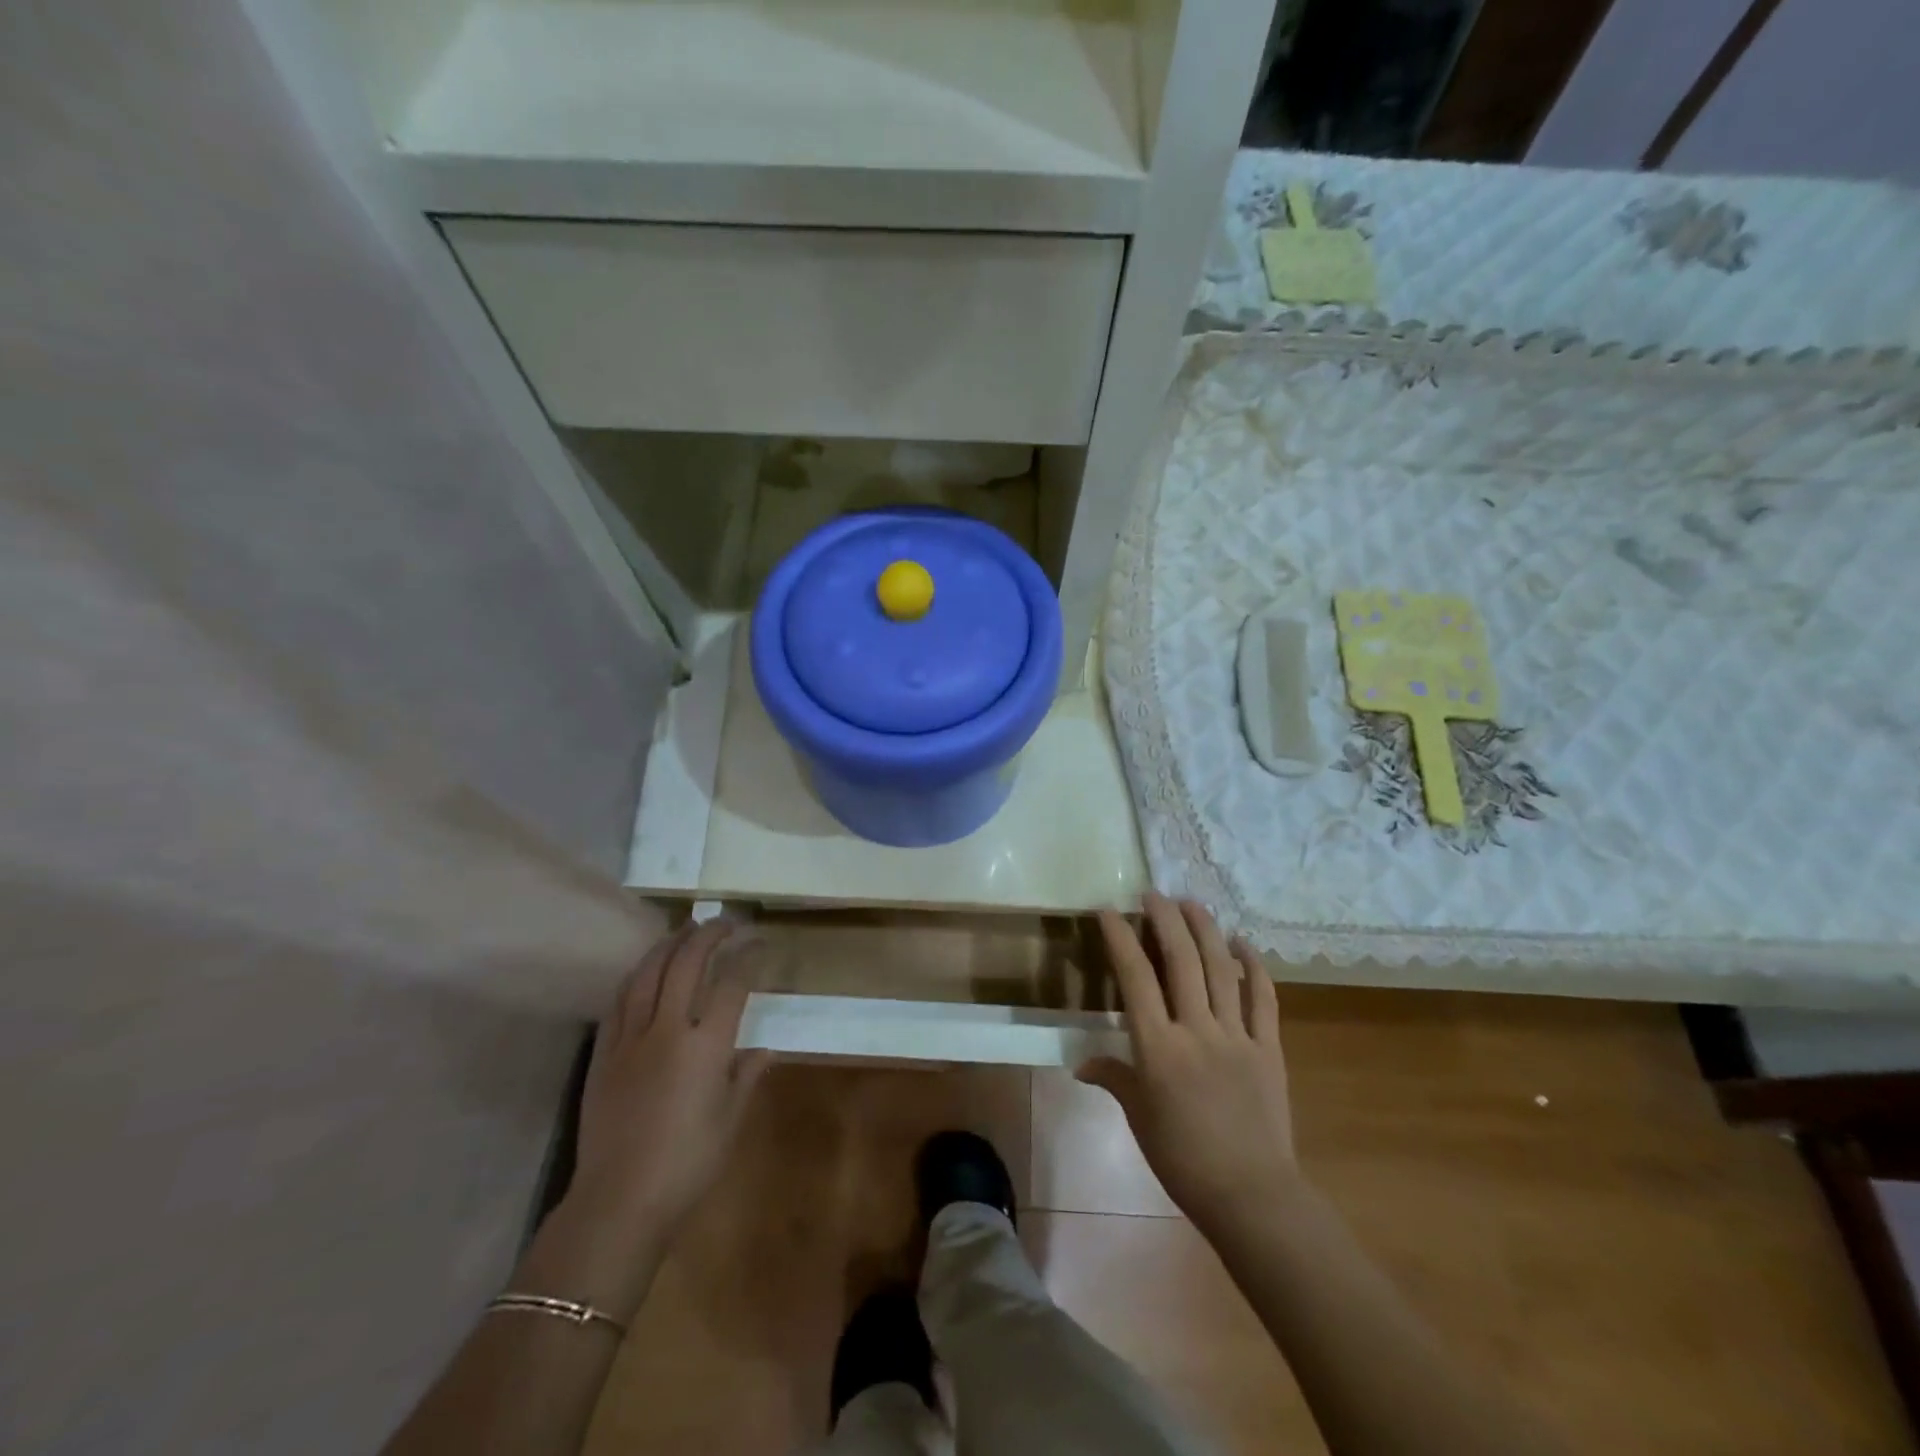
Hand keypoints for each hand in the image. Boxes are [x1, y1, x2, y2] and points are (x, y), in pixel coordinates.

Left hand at [570, 922, 769, 1249]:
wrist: (618, 1202)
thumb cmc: (687, 1164)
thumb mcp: (730, 1122)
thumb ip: (746, 1078)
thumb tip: (764, 1051)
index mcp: (706, 1046)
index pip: (732, 984)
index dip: (748, 957)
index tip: (759, 943)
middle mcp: (668, 1030)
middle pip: (687, 965)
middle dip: (708, 935)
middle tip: (724, 922)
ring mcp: (631, 1039)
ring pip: (648, 974)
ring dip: (669, 945)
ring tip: (684, 929)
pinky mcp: (604, 1053)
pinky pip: (619, 1001)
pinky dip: (636, 976)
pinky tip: (644, 969)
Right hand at [1079, 895, 1299, 1240]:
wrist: (1251, 1195)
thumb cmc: (1183, 1159)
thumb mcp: (1139, 1118)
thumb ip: (1113, 1078)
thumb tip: (1081, 1063)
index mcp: (1159, 1048)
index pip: (1135, 978)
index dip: (1120, 938)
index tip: (1109, 910)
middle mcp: (1196, 1030)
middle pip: (1181, 960)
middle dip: (1165, 920)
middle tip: (1154, 894)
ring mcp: (1237, 1036)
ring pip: (1221, 969)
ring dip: (1205, 929)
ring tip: (1192, 903)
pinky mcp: (1269, 1048)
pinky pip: (1263, 998)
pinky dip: (1254, 966)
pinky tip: (1243, 942)